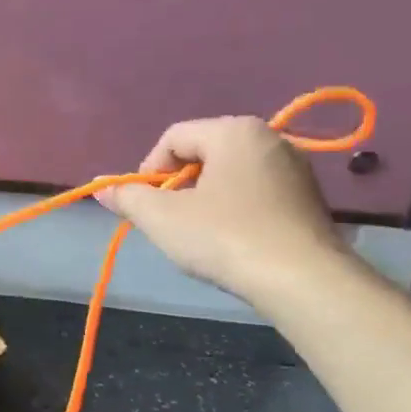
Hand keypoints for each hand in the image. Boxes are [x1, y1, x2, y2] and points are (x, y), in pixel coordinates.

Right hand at [98, 117, 346, 298]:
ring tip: (200, 233)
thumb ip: (128, 198)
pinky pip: (256, 191)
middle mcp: (269, 138)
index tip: (144, 205)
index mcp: (234, 131)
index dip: (148, 170)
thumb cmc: (224, 238)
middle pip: (203, 152)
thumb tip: (101, 188)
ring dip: (205, 198)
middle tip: (169, 220)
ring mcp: (295, 167)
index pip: (173, 138)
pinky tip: (233, 240)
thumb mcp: (162, 218)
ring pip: (230, 174)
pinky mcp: (309, 197)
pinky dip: (235, 208)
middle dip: (178, 184)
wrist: (302, 280)